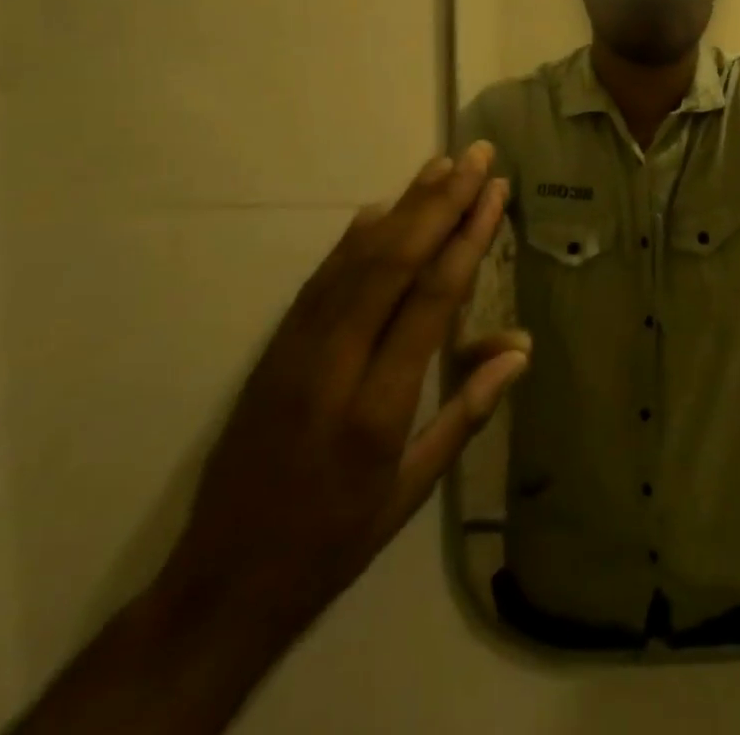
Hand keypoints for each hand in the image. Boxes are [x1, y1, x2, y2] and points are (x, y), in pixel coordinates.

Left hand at [159, 143, 527, 627]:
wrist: (219, 582)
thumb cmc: (332, 541)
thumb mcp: (409, 494)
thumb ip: (466, 414)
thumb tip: (520, 349)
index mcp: (377, 408)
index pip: (431, 299)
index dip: (467, 237)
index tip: (494, 192)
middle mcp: (333, 364)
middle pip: (393, 262)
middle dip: (440, 202)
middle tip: (477, 156)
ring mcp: (295, 349)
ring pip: (356, 259)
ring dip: (403, 206)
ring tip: (441, 165)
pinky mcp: (274, 347)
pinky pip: (323, 277)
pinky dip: (357, 236)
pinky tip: (382, 209)